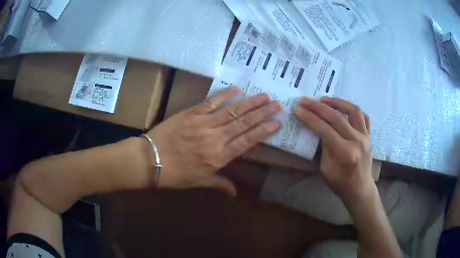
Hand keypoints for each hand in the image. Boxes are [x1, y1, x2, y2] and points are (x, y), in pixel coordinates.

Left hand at [147, 87, 280, 195]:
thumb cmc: (175, 174)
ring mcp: (203, 124)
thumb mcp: (199, 182)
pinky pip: (211, 102)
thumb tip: (235, 193)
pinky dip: (224, 95)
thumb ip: (219, 184)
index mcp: (218, 157)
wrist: (150, 160)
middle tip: (277, 104)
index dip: (263, 131)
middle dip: (262, 113)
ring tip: (265, 96)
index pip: (247, 141)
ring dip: (250, 103)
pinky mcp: (191, 113)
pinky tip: (237, 89)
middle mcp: (215, 138)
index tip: (276, 122)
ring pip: (232, 111)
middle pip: (244, 123)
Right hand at [294, 96, 373, 201]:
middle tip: (305, 100)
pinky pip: (364, 117)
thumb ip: (321, 148)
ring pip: (353, 111)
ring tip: (325, 99)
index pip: (324, 129)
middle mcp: (356, 141)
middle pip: (336, 117)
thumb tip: (315, 130)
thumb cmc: (340, 183)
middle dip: (318, 107)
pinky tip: (344, 108)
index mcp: (344, 152)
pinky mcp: (369, 136)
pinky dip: (353, 109)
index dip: (309, 118)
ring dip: (338, 102)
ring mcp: (365, 136)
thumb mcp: (325, 169)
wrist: (360, 189)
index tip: (298, 109)